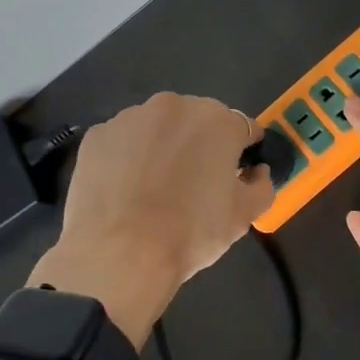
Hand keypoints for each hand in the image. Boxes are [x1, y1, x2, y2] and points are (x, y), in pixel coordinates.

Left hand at [31, 93, 273, 346]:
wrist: (120, 253)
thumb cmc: (191, 232)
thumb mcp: (244, 216)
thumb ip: (262, 185)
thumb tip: (257, 172)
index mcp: (218, 120)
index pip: (243, 128)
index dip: (243, 152)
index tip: (237, 175)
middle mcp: (174, 106)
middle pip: (197, 122)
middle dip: (200, 146)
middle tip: (195, 185)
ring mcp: (130, 117)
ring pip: (157, 129)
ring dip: (162, 148)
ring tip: (155, 190)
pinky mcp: (97, 135)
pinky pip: (123, 143)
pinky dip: (127, 159)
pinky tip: (125, 191)